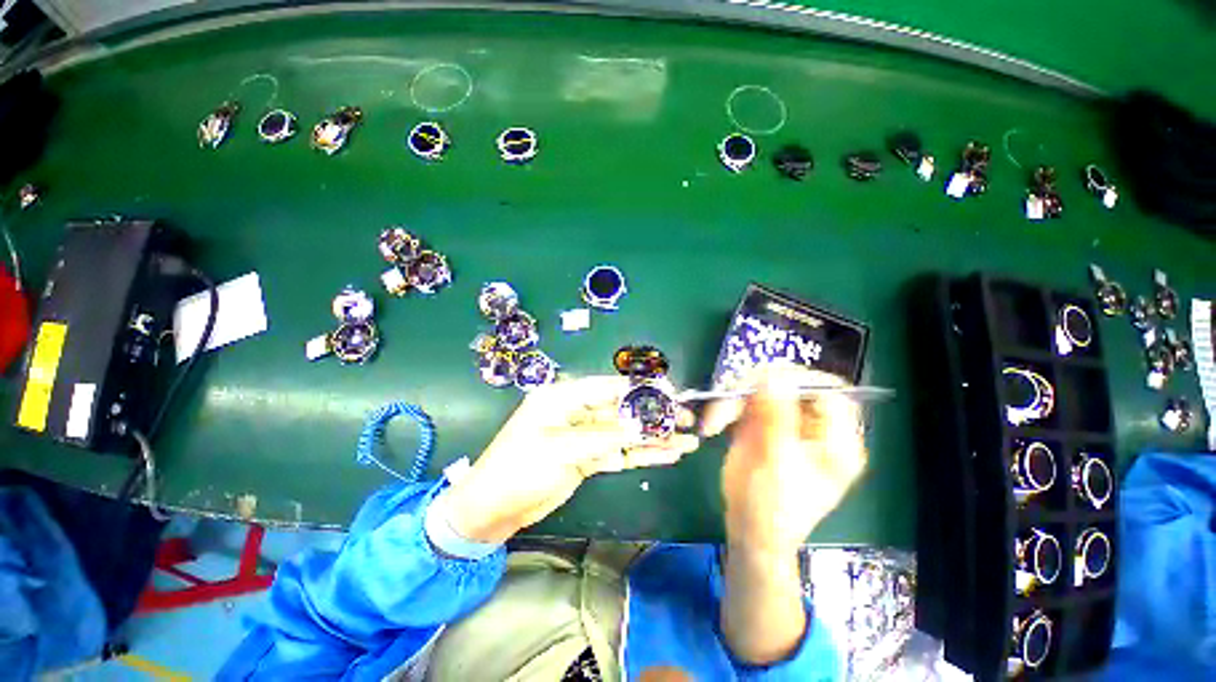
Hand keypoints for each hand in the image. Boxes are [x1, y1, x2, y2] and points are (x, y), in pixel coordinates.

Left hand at [439, 376, 699, 543]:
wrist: (491, 510)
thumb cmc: (519, 468)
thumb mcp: (561, 449)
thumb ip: (604, 436)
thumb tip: (643, 425)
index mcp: (564, 397)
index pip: (609, 386)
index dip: (640, 389)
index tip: (670, 393)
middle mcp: (577, 412)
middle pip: (622, 410)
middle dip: (654, 415)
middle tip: (686, 419)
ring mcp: (583, 436)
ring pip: (624, 433)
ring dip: (653, 437)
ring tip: (687, 439)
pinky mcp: (587, 457)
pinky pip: (619, 452)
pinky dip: (641, 454)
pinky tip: (666, 454)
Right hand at [703, 366, 866, 555]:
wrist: (749, 529)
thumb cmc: (770, 507)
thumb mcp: (776, 463)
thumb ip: (776, 418)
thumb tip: (772, 376)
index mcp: (836, 441)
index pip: (829, 392)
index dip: (797, 381)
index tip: (762, 385)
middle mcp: (816, 427)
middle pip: (793, 385)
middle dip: (757, 388)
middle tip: (729, 400)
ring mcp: (788, 423)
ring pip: (765, 389)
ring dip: (736, 398)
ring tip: (716, 419)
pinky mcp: (765, 424)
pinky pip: (748, 401)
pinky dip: (730, 405)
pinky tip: (717, 422)